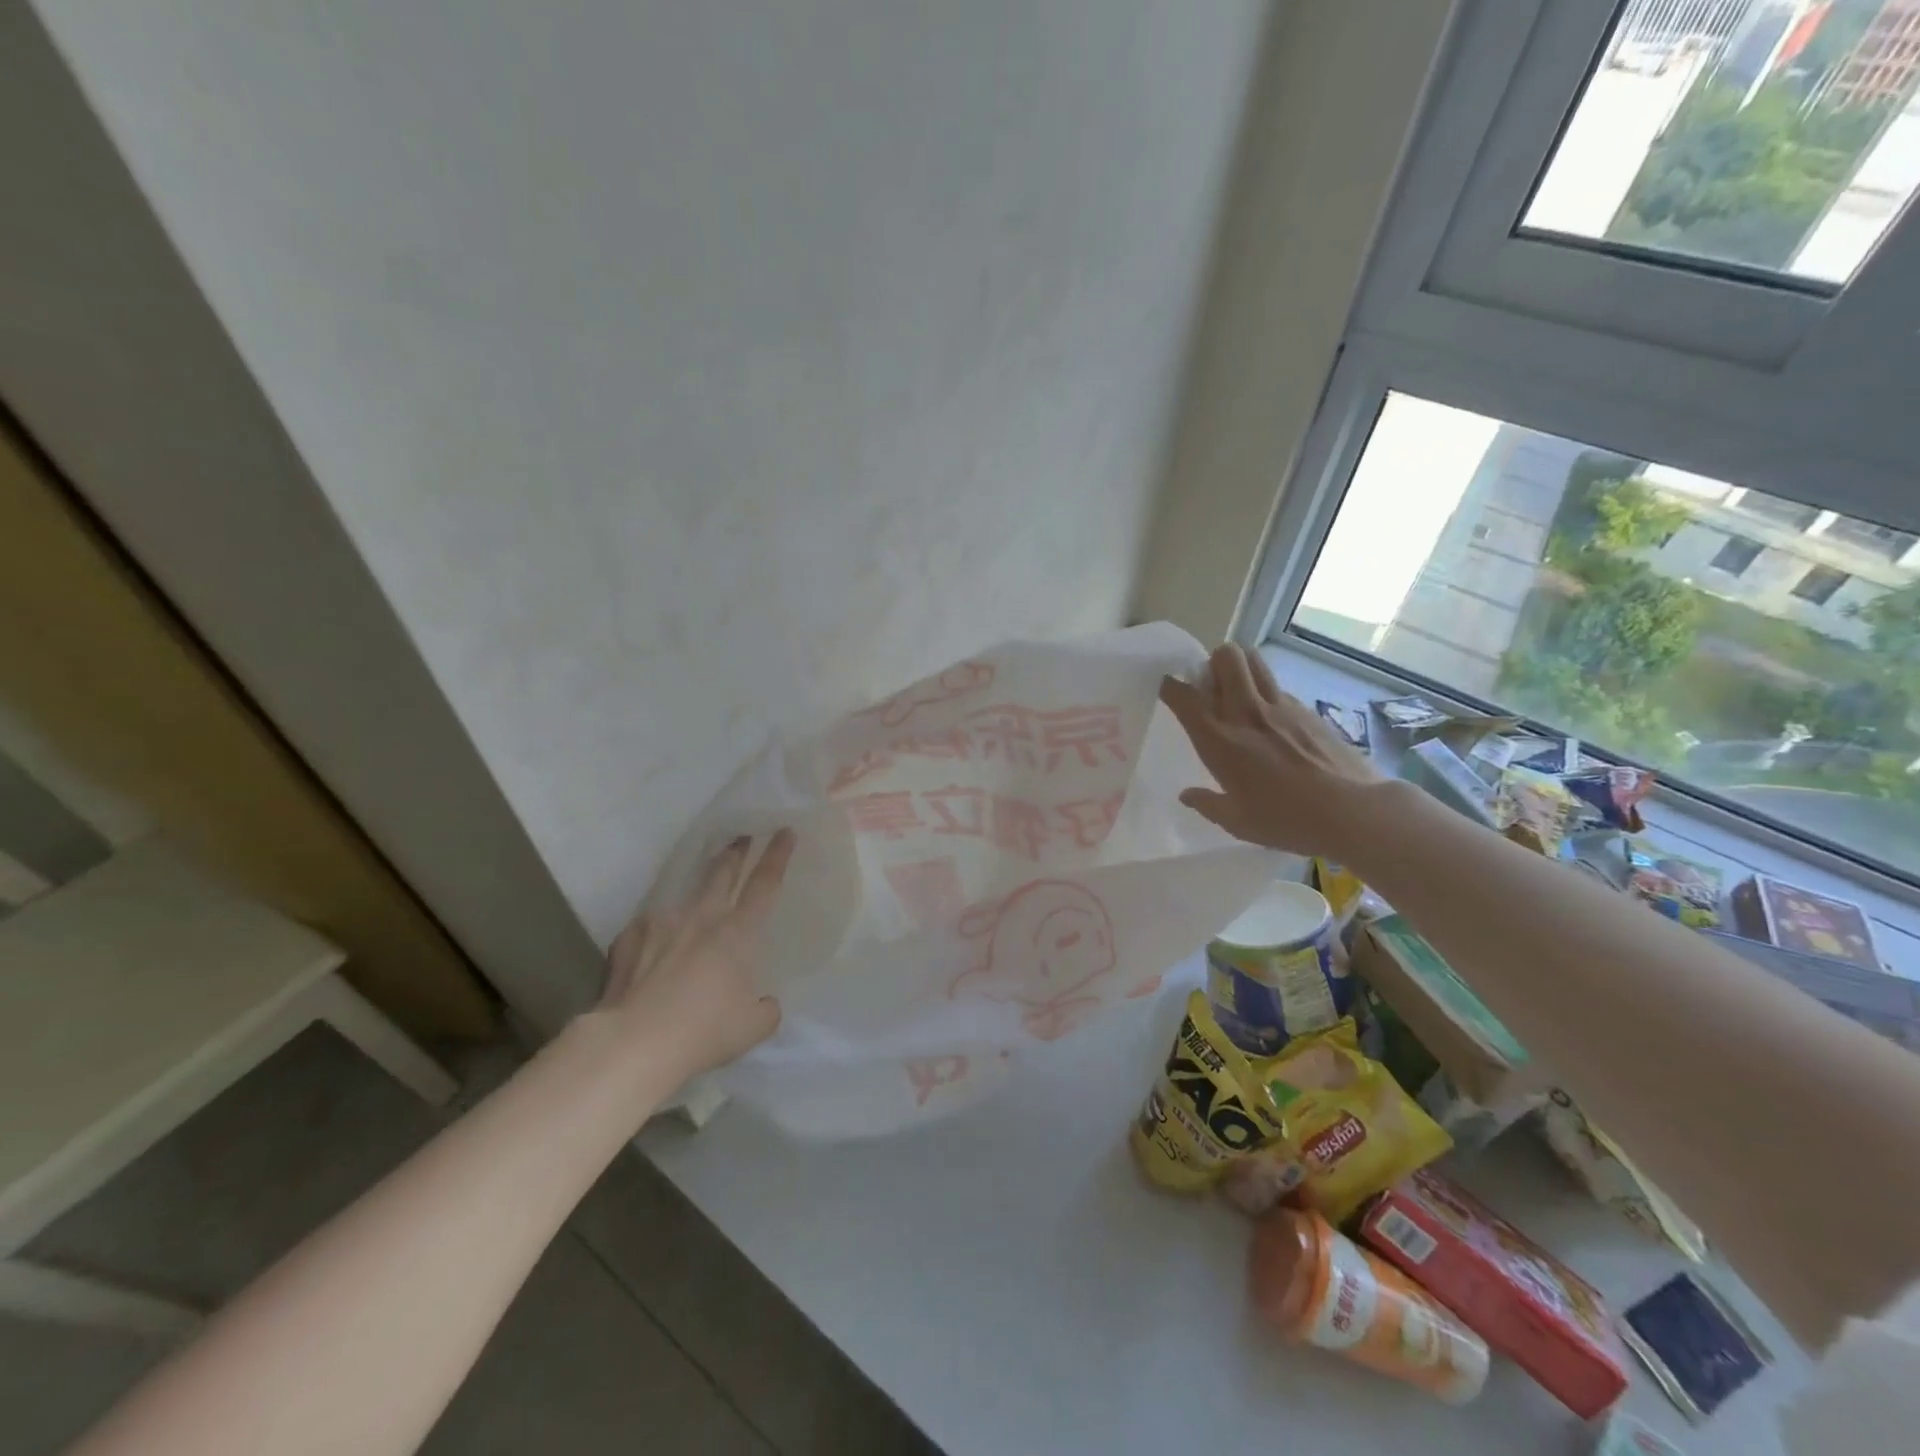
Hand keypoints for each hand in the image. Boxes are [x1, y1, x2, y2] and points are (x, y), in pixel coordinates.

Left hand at [599, 829, 793, 1085]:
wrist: (634, 1042)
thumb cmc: (704, 1031)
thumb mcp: (753, 1026)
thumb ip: (765, 1007)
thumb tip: (763, 1002)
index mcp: (738, 932)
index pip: (765, 882)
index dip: (777, 855)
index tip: (784, 831)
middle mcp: (702, 917)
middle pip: (722, 872)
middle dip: (735, 851)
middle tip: (740, 838)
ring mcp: (662, 924)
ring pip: (684, 898)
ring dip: (696, 896)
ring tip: (695, 906)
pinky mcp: (628, 939)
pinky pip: (649, 929)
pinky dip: (657, 935)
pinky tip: (652, 952)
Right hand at [1159, 644, 1384, 858]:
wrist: (1352, 811)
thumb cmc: (1285, 820)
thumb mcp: (1237, 822)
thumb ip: (1208, 804)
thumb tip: (1187, 796)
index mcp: (1219, 738)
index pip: (1183, 694)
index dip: (1169, 686)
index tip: (1167, 691)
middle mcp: (1245, 711)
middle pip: (1225, 656)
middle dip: (1212, 663)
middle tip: (1210, 688)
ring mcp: (1280, 706)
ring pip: (1254, 660)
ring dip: (1240, 667)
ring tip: (1238, 694)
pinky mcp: (1307, 709)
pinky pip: (1277, 686)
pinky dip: (1266, 693)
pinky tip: (1273, 723)